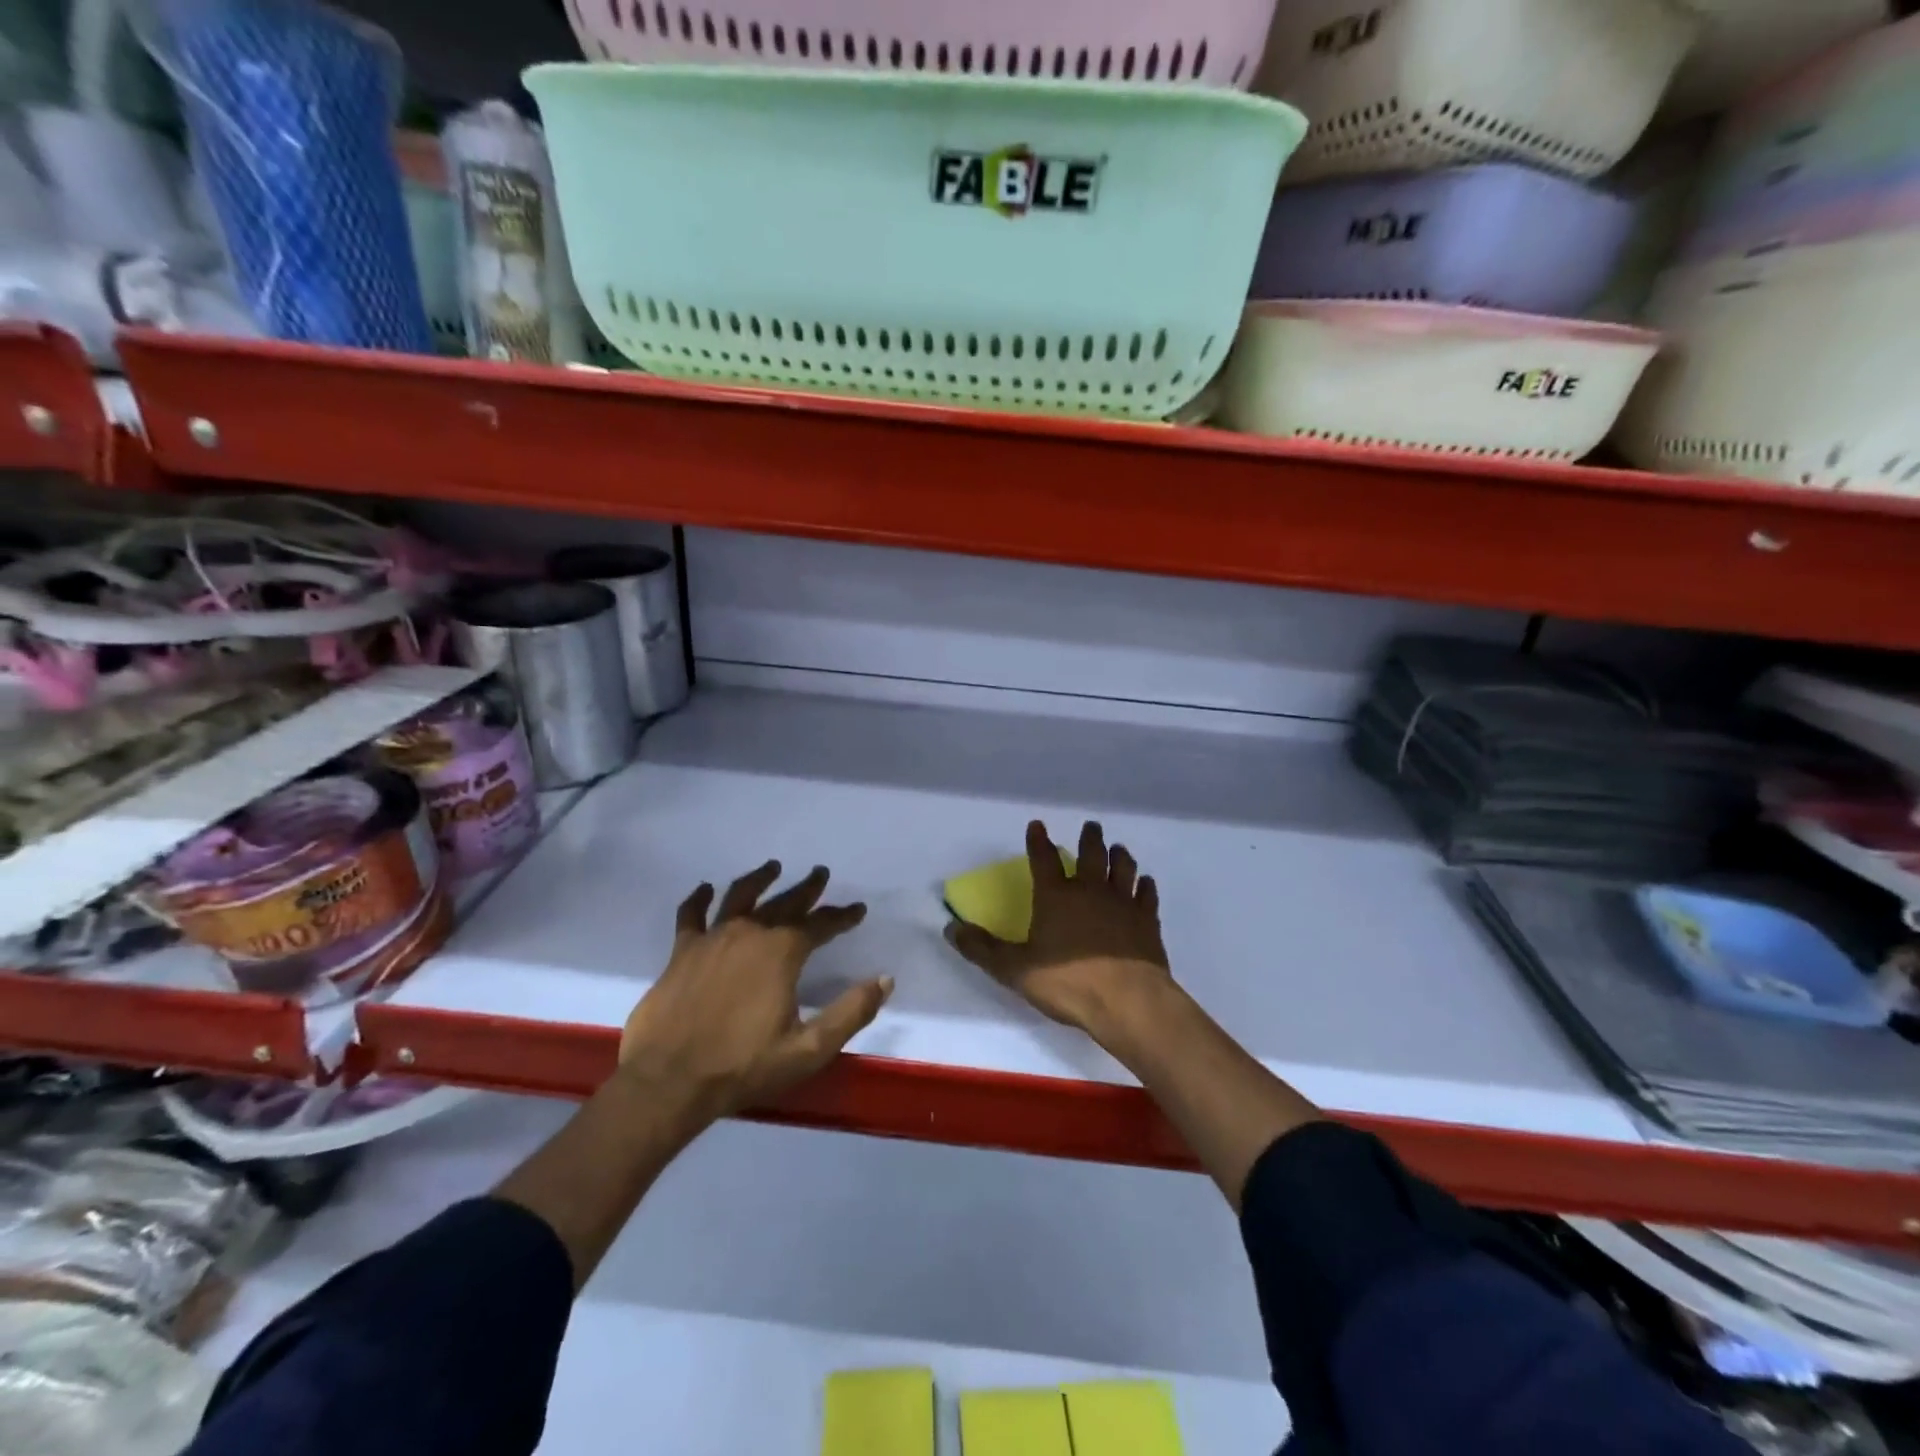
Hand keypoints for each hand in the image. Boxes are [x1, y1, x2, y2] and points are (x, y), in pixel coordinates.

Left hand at [620, 861, 890, 1116]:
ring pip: (740, 896)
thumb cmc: (743, 1066)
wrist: (669, 1082)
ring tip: (772, 867)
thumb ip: (851, 1012)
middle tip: (820, 873)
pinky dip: (699, 899)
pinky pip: (691, 915)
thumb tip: (885, 979)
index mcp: (782, 952)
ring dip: (759, 879)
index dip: (842, 916)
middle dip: (807, 888)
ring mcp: (712, 939)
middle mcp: (750, 933)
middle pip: (784, 902)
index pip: (820, 924)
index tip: (858, 909)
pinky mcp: (681, 952)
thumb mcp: (809, 1048)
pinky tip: (705, 889)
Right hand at [946, 820, 1174, 1043]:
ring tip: (1118, 848)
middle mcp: (1090, 890)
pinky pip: (1147, 894)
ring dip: (1119, 855)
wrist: (1128, 1001)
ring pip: (1123, 867)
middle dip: (1089, 837)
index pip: (1043, 858)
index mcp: (1056, 896)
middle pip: (1092, 853)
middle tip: (1091, 826)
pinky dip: (1145, 885)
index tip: (1037, 825)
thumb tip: (951, 928)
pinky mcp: (1147, 920)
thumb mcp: (1015, 970)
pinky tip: (1145, 883)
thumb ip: (983, 949)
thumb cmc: (1068, 983)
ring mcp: (1123, 902)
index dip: (1038, 840)